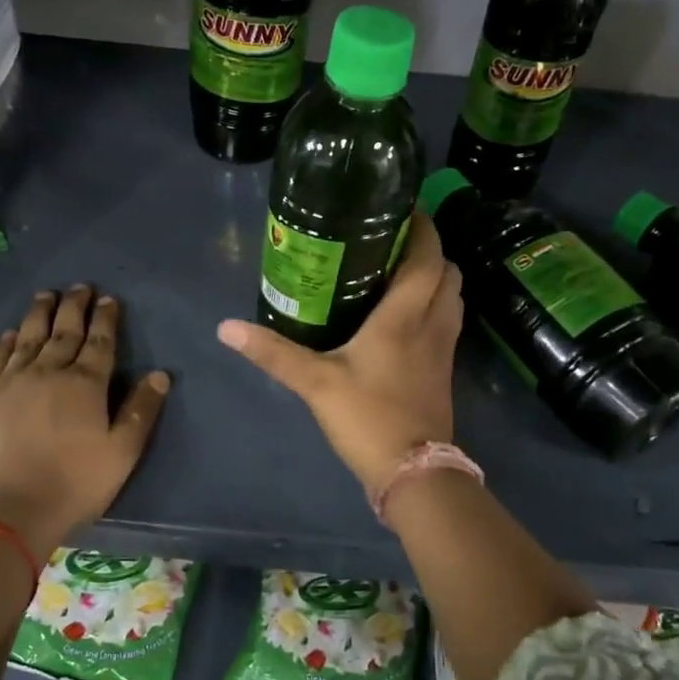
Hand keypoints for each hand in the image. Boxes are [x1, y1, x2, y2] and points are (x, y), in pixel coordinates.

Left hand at [0, 287, 170, 552]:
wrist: (5, 512)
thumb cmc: (73, 485)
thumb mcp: (121, 454)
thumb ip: (140, 411)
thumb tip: (159, 374)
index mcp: (85, 385)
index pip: (100, 342)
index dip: (106, 319)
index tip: (109, 299)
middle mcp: (47, 372)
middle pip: (64, 331)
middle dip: (74, 307)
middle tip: (80, 287)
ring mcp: (11, 382)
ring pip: (28, 337)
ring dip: (39, 314)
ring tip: (46, 295)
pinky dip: (7, 341)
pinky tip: (11, 332)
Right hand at [218, 212, 461, 494]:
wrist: (414, 471)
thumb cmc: (368, 418)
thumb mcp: (315, 383)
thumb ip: (273, 353)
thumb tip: (226, 327)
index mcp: (405, 316)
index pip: (427, 257)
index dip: (423, 228)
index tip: (405, 208)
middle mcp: (433, 325)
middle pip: (448, 272)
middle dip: (429, 251)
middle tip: (394, 243)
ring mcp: (444, 349)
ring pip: (453, 298)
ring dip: (436, 279)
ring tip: (399, 273)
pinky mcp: (444, 371)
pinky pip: (448, 323)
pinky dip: (435, 307)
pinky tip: (406, 317)